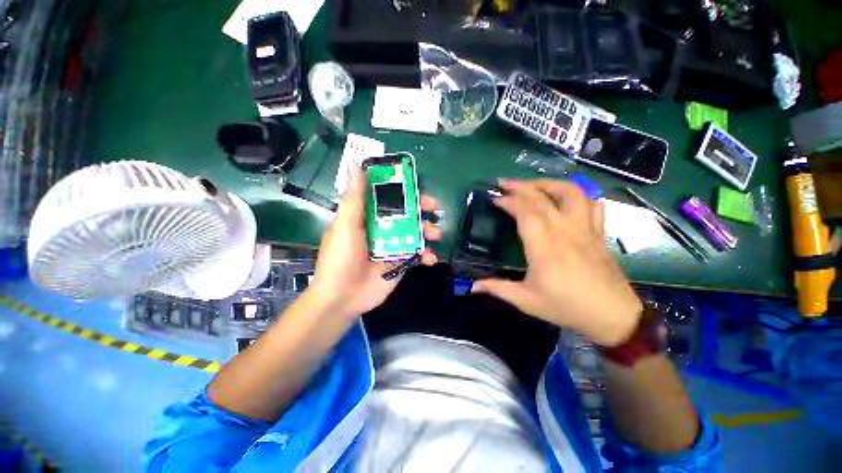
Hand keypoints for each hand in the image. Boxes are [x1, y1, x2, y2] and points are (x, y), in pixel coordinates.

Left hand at [308, 170, 440, 318]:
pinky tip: (431, 259)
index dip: (402, 190)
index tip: (415, 186)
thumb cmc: (340, 259)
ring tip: (435, 234)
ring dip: (428, 231)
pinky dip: (427, 255)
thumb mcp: (345, 227)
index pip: (387, 198)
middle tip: (435, 208)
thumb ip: (354, 200)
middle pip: (405, 214)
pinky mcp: (401, 262)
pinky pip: (418, 255)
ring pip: (415, 233)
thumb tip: (357, 169)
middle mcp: (382, 229)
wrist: (342, 297)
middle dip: (421, 209)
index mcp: (367, 217)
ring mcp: (393, 246)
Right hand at [472, 179, 641, 346]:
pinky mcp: (598, 232)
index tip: (495, 198)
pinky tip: (566, 199)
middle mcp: (565, 231)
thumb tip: (472, 287)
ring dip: (549, 184)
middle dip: (520, 186)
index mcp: (544, 247)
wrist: (612, 316)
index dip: (508, 201)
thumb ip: (497, 288)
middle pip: (542, 197)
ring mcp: (585, 229)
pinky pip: (592, 204)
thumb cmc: (566, 307)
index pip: (524, 212)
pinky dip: (578, 196)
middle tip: (503, 183)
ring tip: (533, 185)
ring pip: (571, 193)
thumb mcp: (526, 301)